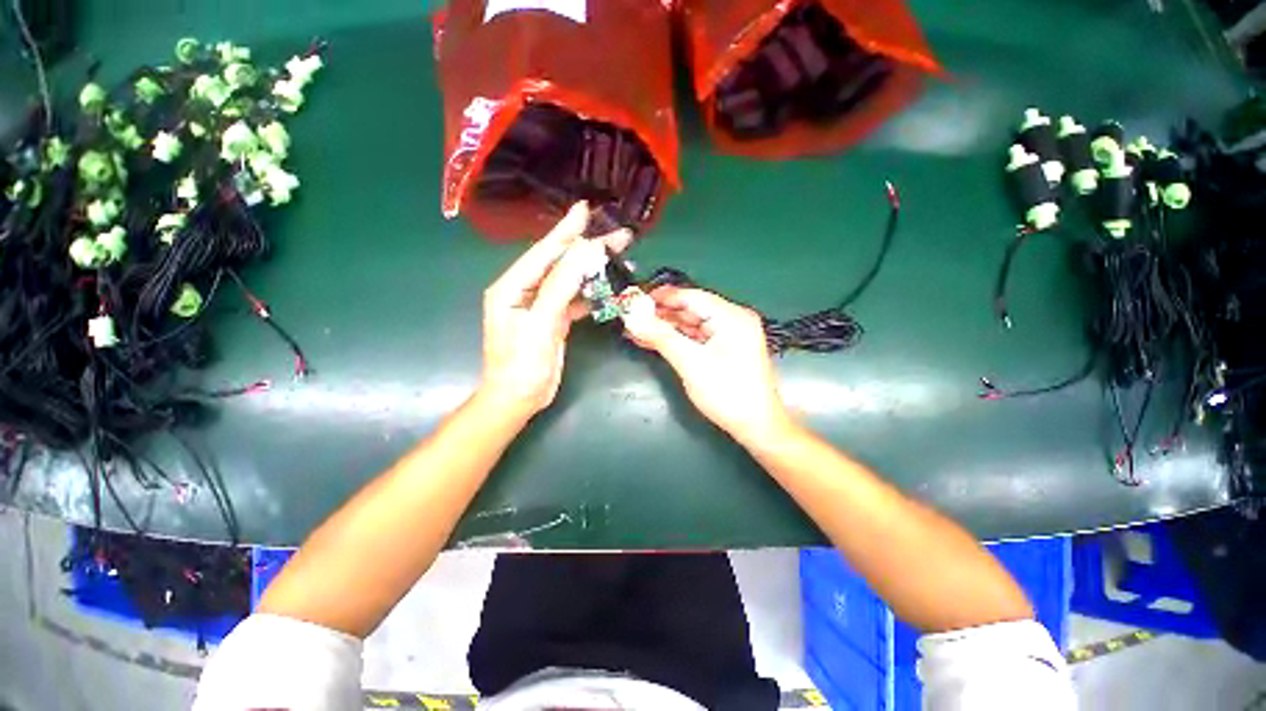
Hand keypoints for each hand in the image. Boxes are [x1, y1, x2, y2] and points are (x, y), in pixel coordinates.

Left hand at [479, 202, 630, 419]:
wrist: (518, 399)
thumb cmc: (522, 365)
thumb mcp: (540, 323)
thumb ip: (561, 286)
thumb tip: (585, 252)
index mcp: (512, 287)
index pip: (543, 252)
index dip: (565, 231)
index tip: (585, 209)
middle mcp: (525, 291)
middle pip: (559, 263)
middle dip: (587, 248)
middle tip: (617, 235)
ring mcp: (540, 305)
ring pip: (570, 280)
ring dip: (593, 269)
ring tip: (618, 255)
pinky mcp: (553, 320)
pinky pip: (574, 299)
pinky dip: (591, 293)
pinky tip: (607, 287)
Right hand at [621, 285, 793, 445]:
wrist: (757, 427)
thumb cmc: (727, 393)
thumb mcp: (691, 363)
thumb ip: (661, 337)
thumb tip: (633, 318)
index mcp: (731, 317)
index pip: (691, 297)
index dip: (662, 297)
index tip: (635, 299)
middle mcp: (733, 320)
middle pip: (691, 309)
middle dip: (661, 313)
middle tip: (632, 316)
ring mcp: (731, 336)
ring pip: (692, 324)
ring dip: (666, 327)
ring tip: (638, 329)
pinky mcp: (726, 351)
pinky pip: (697, 338)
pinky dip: (677, 339)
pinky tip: (655, 341)